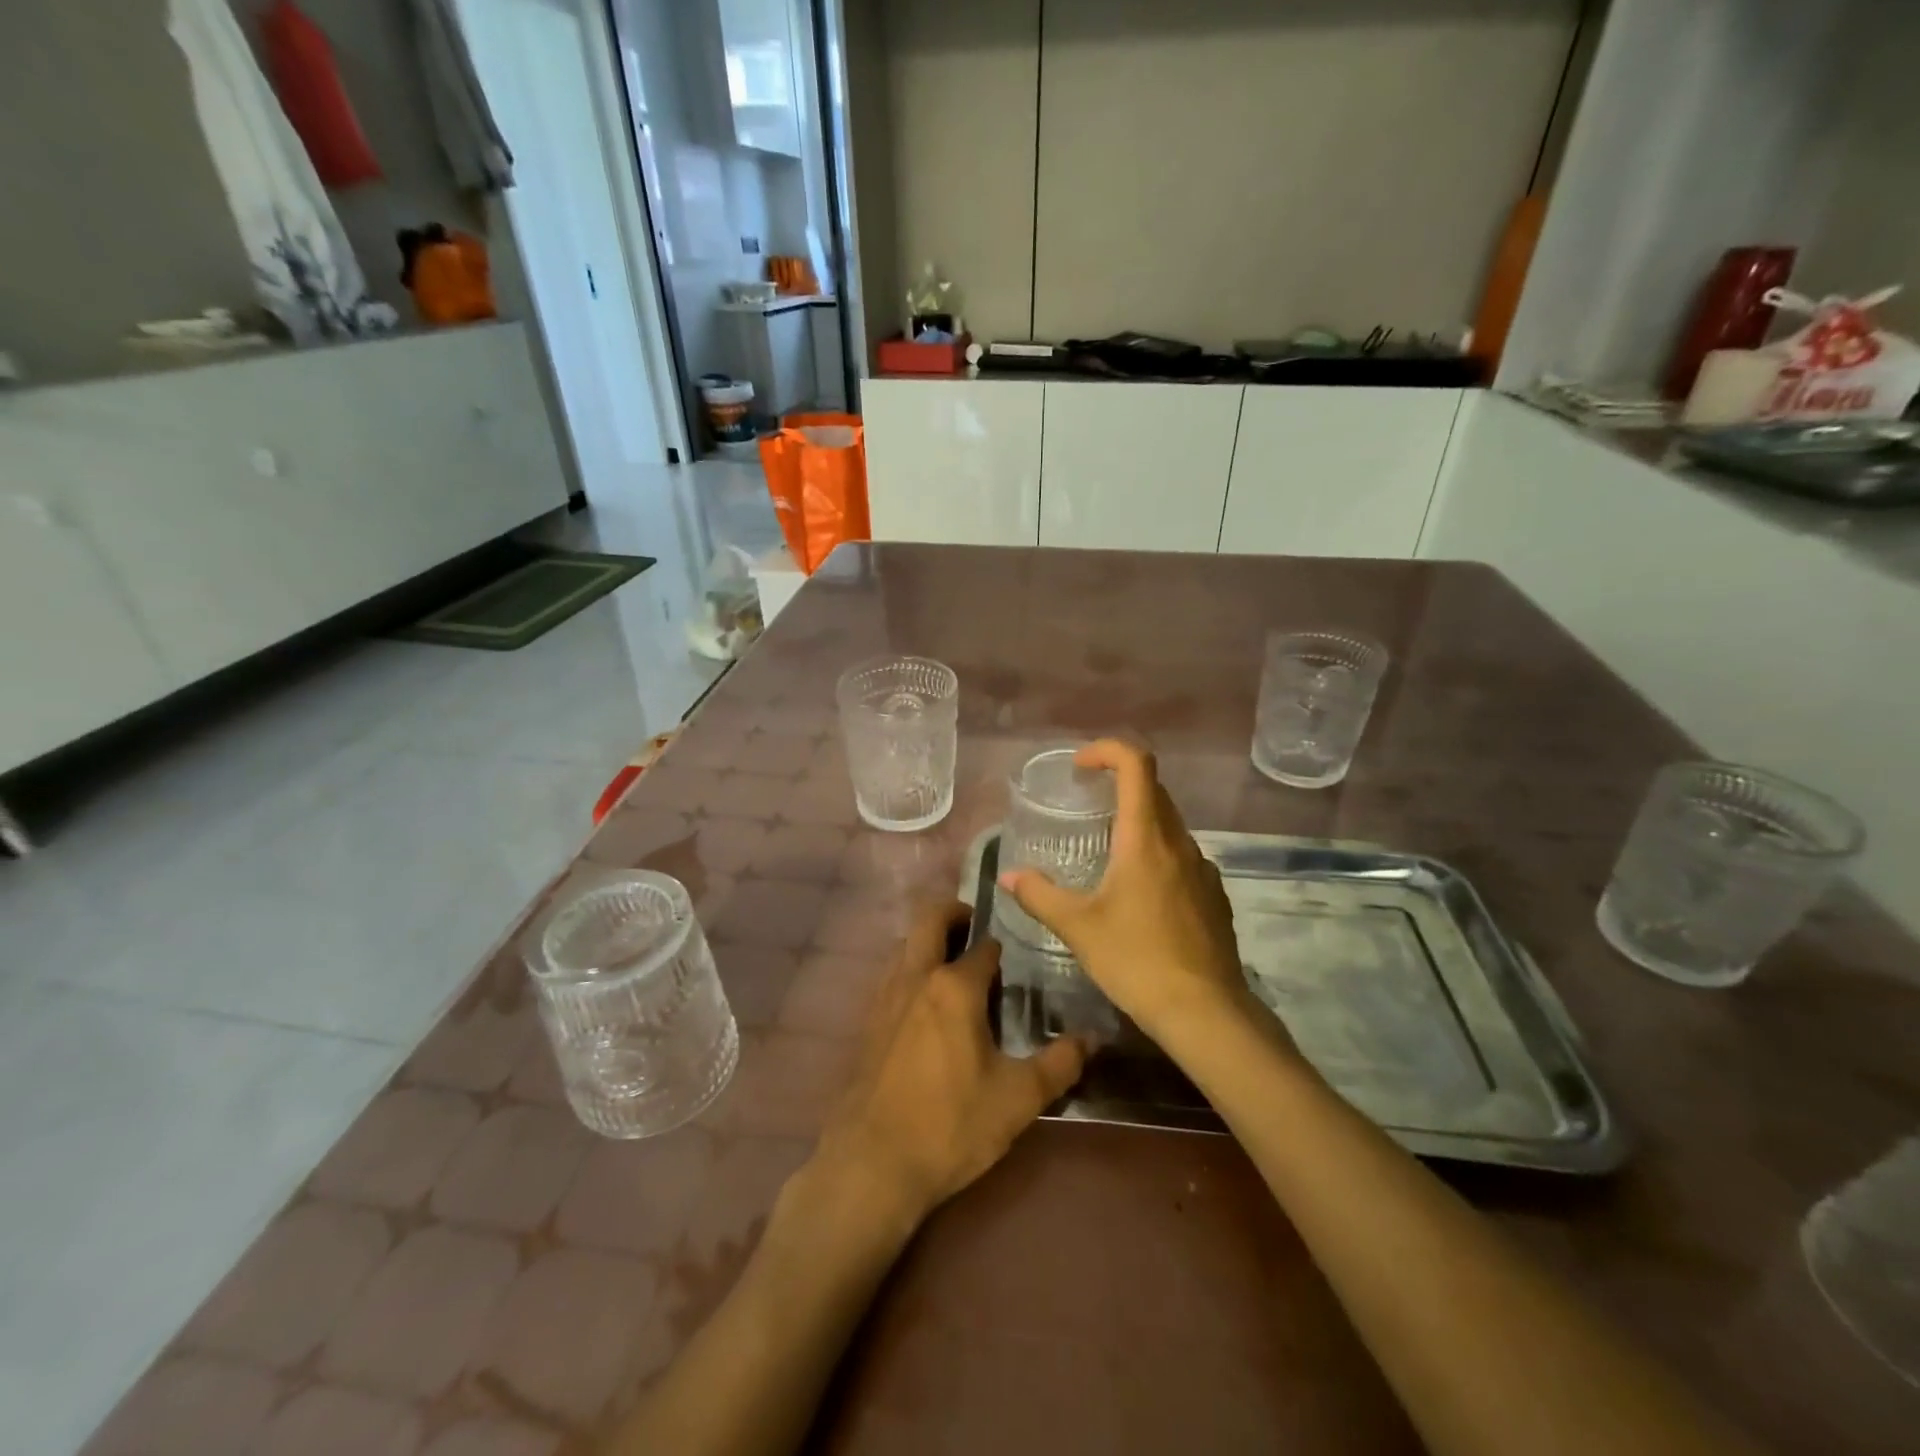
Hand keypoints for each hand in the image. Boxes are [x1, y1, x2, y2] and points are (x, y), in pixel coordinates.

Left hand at [811, 900, 1087, 1227]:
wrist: (872, 1164)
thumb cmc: (951, 1124)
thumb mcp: (1018, 1098)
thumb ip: (1060, 1063)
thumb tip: (1093, 1037)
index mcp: (954, 987)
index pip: (984, 947)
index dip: (1003, 947)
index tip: (1018, 954)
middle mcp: (916, 978)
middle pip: (930, 921)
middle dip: (954, 913)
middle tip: (976, 925)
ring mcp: (885, 998)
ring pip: (906, 947)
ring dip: (929, 942)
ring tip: (955, 965)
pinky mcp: (868, 1023)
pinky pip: (892, 977)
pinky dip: (911, 971)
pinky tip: (926, 1005)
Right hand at [998, 739, 1271, 1049]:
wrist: (1207, 1013)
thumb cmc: (1137, 960)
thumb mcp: (1078, 927)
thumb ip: (1039, 895)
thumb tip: (1007, 877)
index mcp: (1145, 837)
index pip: (1136, 764)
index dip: (1107, 751)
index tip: (1080, 767)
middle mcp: (1179, 842)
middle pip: (1152, 790)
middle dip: (1118, 785)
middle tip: (1085, 804)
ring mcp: (1202, 868)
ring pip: (1168, 825)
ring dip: (1136, 822)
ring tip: (1106, 853)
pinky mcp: (1213, 895)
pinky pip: (1181, 856)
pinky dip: (1156, 853)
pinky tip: (1138, 895)